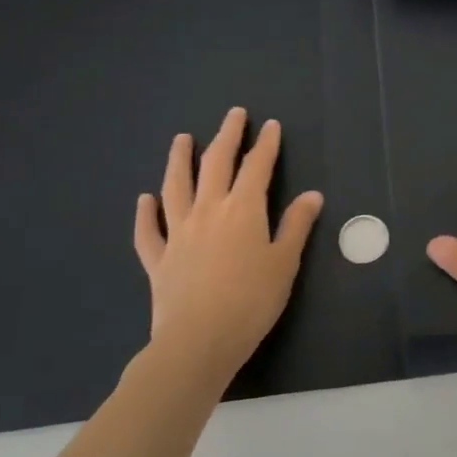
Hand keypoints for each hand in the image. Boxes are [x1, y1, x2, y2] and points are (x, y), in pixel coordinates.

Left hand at [134, 107, 323, 380]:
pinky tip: (144, 199)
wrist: (198, 341)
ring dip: (179, 159)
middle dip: (226, 136)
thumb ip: (296, 225)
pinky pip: (148, 230)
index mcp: (243, 210)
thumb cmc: (252, 301)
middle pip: (216, 164)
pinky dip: (145, 213)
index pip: (257, 167)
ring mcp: (178, 233)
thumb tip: (312, 195)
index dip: (266, 144)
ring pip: (176, 187)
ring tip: (182, 139)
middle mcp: (208, 211)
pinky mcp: (158, 259)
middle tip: (234, 115)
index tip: (271, 125)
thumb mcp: (284, 263)